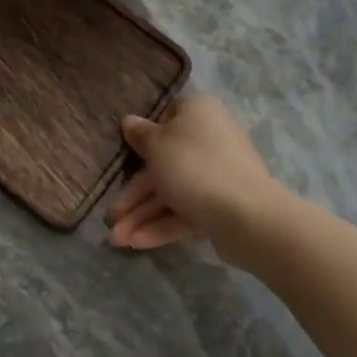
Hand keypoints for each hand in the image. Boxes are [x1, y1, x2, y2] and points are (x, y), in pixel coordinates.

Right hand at [107, 94, 285, 267]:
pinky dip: (163, 225)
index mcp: (198, 112)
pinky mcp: (222, 205)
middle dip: (135, 193)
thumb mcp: (156, 145)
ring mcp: (219, 174)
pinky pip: (187, 210)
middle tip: (111, 215)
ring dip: (143, 215)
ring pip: (174, 191)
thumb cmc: (192, 166)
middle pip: (165, 162)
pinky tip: (137, 243)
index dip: (147, 134)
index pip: (168, 115)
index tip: (129, 153)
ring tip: (117, 240)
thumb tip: (130, 121)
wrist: (245, 214)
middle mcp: (210, 139)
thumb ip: (140, 134)